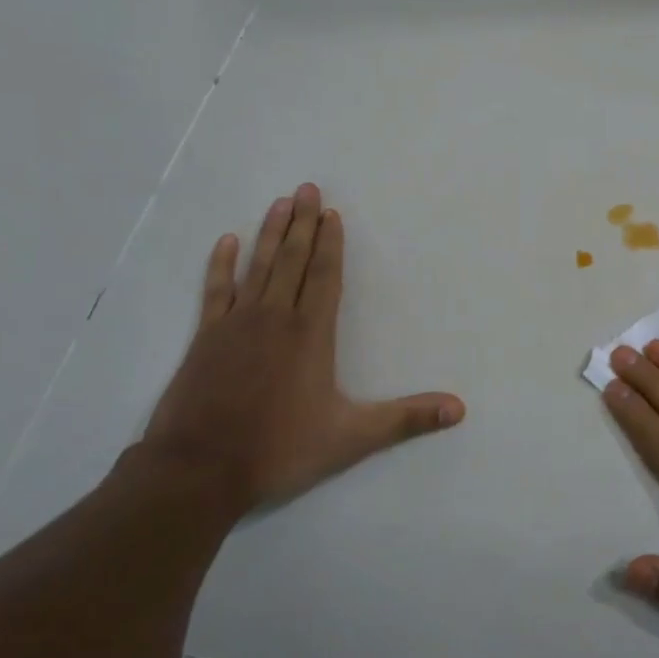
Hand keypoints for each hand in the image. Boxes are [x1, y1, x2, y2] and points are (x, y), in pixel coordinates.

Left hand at [137, 183, 465, 519]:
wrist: (199, 470)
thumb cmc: (279, 449)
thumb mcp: (351, 438)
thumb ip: (406, 419)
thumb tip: (459, 409)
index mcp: (310, 334)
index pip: (324, 276)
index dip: (331, 244)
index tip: (331, 212)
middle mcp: (275, 318)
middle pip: (292, 260)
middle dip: (302, 223)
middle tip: (306, 187)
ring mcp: (236, 324)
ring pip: (257, 267)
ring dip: (269, 233)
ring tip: (279, 202)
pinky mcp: (205, 338)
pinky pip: (216, 291)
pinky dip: (221, 265)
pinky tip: (226, 242)